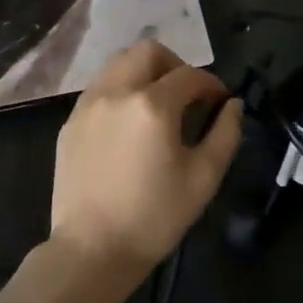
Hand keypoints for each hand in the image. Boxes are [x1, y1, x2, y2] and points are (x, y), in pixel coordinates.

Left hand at [49, 40, 243, 280]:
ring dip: (144, 73)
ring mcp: (88, 105)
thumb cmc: (154, 217)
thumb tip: (232, 105)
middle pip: (148, 51)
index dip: (211, 83)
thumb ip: (225, 133)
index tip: (220, 101)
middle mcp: (117, 92)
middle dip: (174, 64)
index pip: (190, 75)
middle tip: (186, 94)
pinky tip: (128, 125)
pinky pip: (100, 88)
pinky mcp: (70, 122)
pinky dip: (120, 91)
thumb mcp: (204, 178)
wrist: (92, 252)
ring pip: (119, 63)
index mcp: (153, 104)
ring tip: (157, 105)